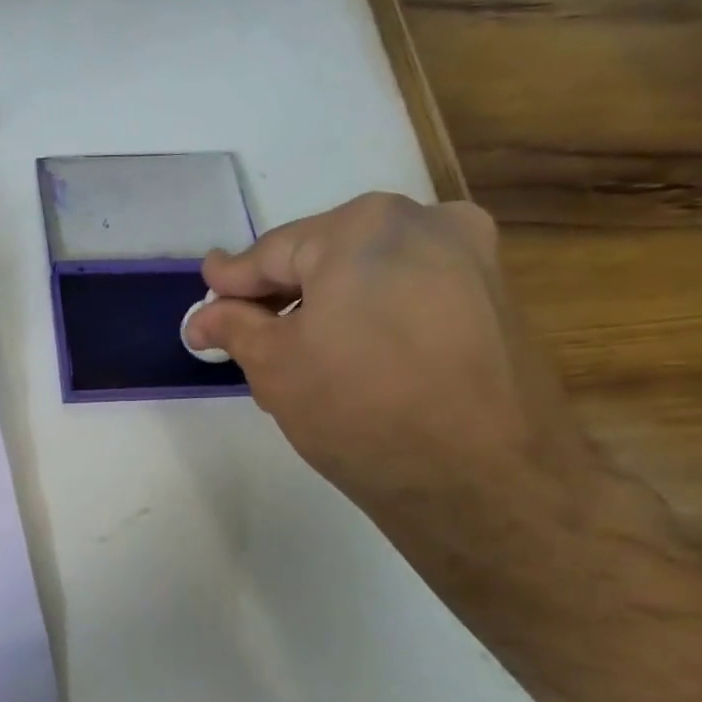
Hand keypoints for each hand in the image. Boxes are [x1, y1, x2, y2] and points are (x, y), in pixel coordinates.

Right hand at [185, 194, 603, 524]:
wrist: (485, 479)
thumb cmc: (360, 409)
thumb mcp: (275, 366)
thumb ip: (233, 327)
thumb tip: (203, 317)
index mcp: (362, 227)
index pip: (273, 252)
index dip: (232, 282)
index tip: (206, 297)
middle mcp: (425, 222)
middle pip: (325, 256)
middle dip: (282, 297)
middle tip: (247, 337)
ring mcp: (472, 257)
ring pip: (371, 274)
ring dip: (328, 307)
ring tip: (299, 358)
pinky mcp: (498, 298)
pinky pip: (411, 293)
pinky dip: (373, 316)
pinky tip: (354, 360)